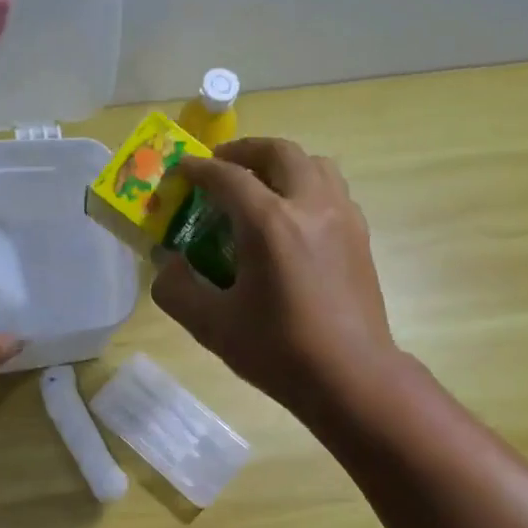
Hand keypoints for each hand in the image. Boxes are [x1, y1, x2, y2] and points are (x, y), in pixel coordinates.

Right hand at [153, 138, 396, 415]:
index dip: (198, 170)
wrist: (350, 377)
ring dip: (281, 164)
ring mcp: (342, 217)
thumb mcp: (212, 326)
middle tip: (220, 166)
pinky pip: (331, 190)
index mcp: (269, 223)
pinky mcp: (359, 236)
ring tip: (259, 186)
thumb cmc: (278, 351)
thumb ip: (177, 290)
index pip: (227, 177)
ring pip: (313, 164)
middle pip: (278, 153)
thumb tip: (168, 265)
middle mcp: (310, 205)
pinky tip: (292, 219)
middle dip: (244, 151)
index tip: (180, 170)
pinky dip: (306, 186)